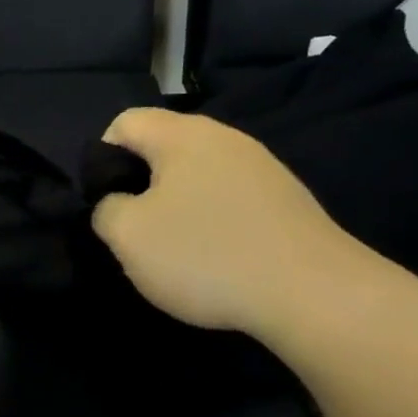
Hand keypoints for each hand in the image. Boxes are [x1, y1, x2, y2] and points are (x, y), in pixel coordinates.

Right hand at [90, 109, 368, 339]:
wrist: (315, 294)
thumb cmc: (206, 255)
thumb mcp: (128, 236)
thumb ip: (105, 209)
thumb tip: (116, 202)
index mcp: (182, 134)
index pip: (124, 122)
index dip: (102, 158)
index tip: (107, 202)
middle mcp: (224, 138)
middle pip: (163, 147)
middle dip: (141, 184)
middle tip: (137, 230)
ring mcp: (262, 167)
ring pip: (198, 174)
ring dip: (178, 205)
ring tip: (177, 250)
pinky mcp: (287, 199)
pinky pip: (230, 198)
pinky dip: (214, 221)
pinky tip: (219, 258)